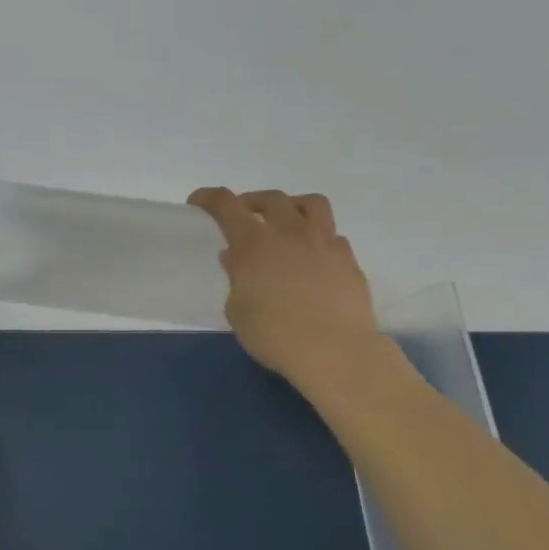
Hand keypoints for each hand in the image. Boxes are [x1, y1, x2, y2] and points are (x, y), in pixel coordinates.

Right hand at [188, 187, 385, 384]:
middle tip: (244, 216)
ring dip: (292, 206)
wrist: (335, 352)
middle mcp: (290, 233)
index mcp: (254, 243)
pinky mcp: (349, 261)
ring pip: (311, 204)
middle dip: (252, 201)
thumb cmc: (274, 334)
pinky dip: (318, 239)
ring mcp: (324, 243)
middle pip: (270, 198)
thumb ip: (236, 279)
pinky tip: (313, 257)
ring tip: (285, 223)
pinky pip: (333, 236)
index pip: (226, 204)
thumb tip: (236, 259)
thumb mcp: (238, 311)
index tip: (199, 202)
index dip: (209, 197)